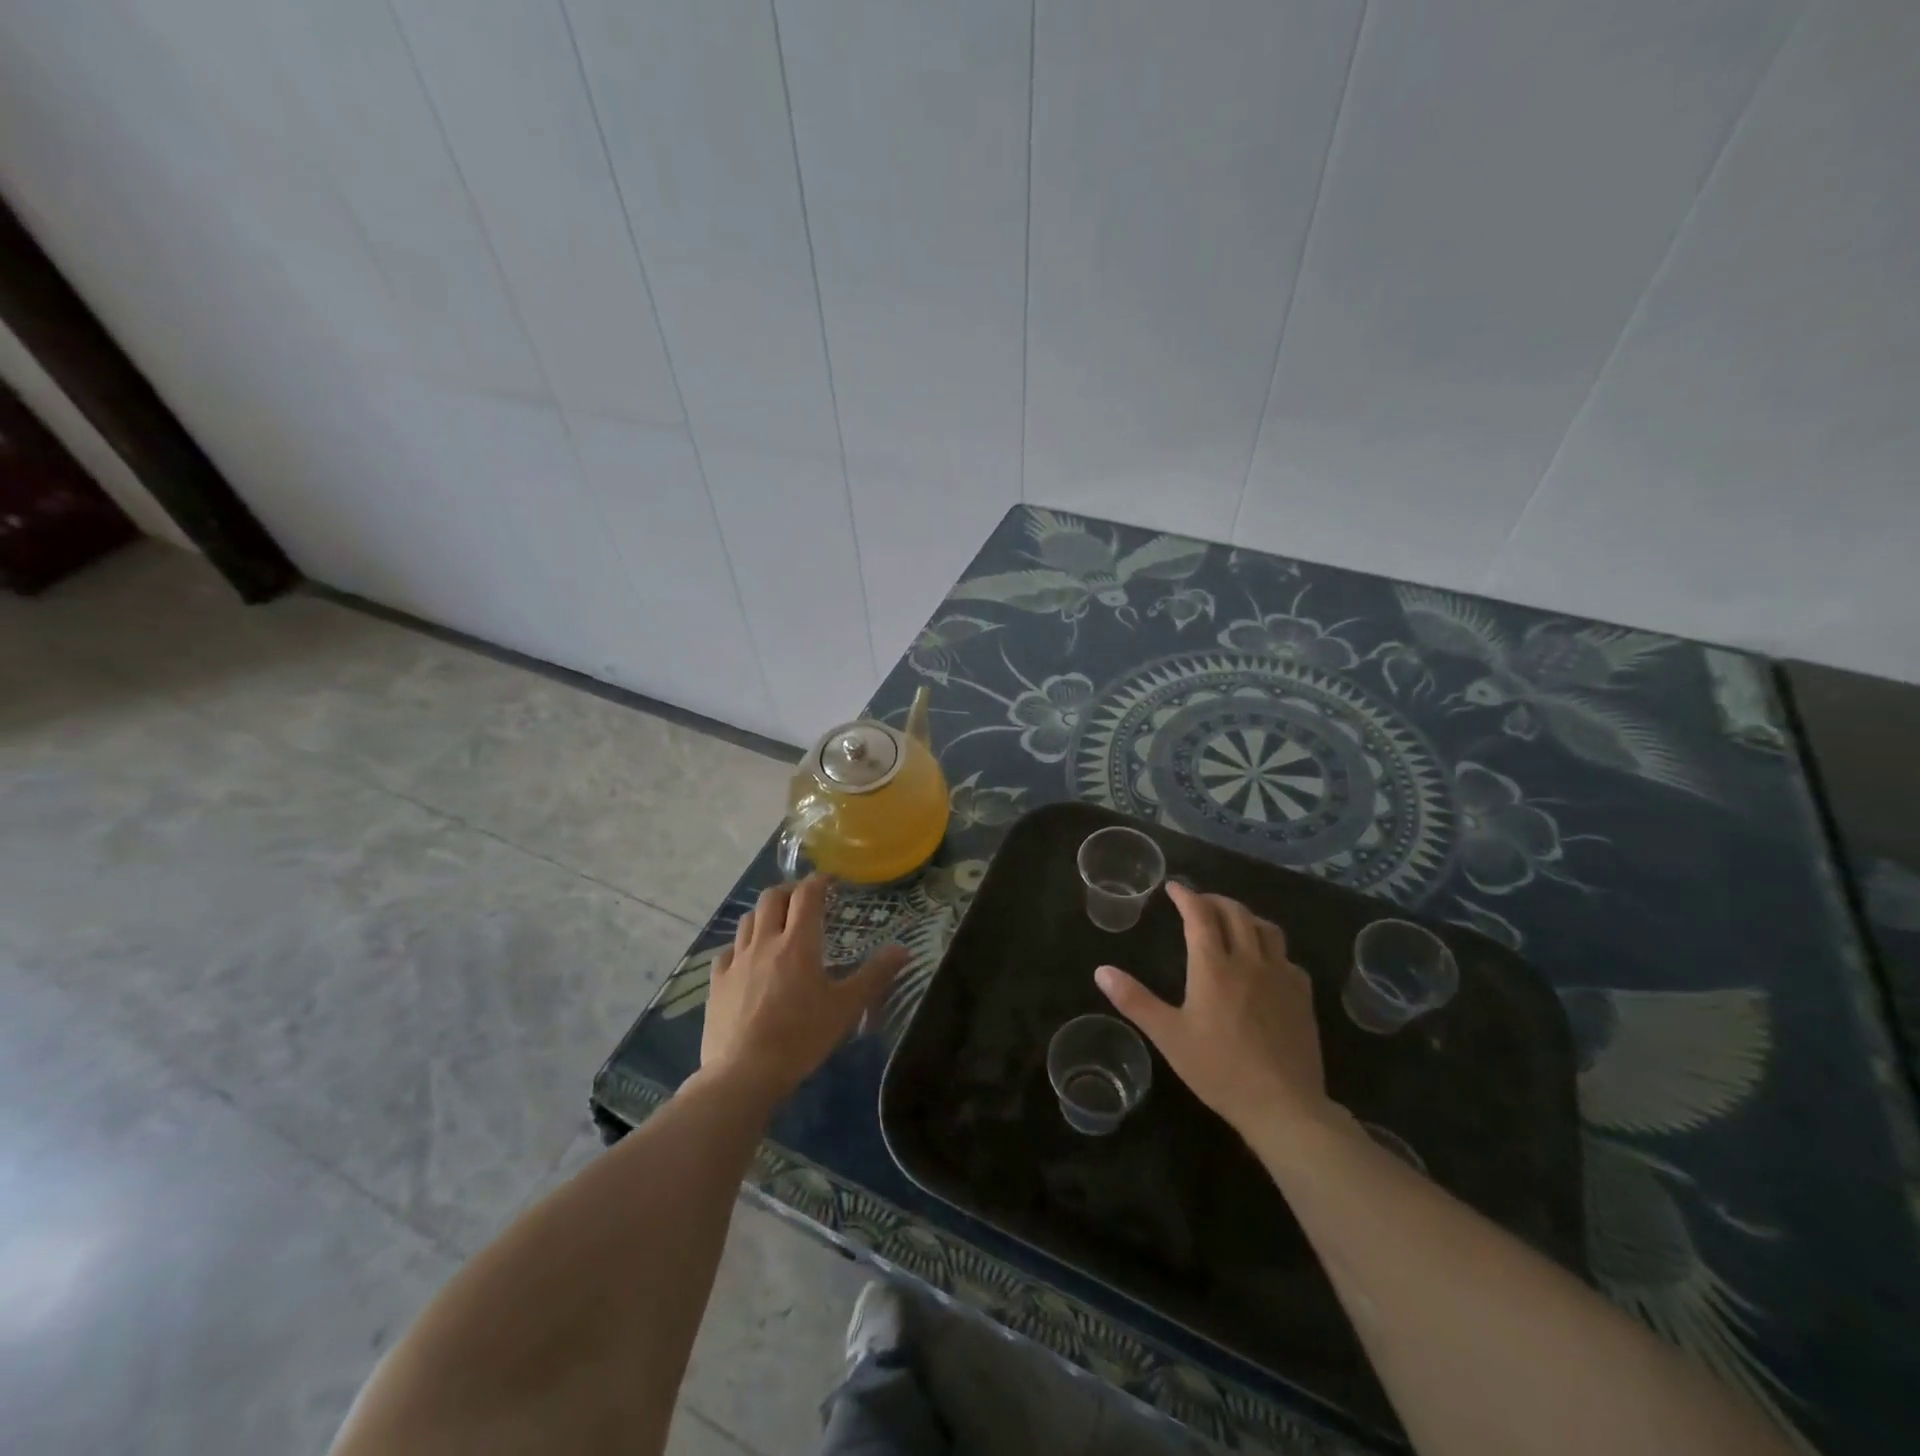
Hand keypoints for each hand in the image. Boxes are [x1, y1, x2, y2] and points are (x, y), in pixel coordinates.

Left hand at [700, 874, 908, 1102]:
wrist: (743, 1073)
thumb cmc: (801, 1037)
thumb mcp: (846, 1008)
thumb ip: (874, 975)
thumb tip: (903, 949)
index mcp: (798, 943)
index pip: (807, 895)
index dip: (818, 881)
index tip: (830, 880)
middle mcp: (765, 942)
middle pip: (772, 897)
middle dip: (789, 891)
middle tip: (804, 901)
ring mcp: (736, 961)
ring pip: (748, 919)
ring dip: (765, 914)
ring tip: (777, 925)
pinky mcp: (717, 982)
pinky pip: (728, 951)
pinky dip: (740, 946)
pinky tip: (747, 961)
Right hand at [1095, 882, 1332, 1141]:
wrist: (1283, 1105)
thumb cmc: (1219, 1069)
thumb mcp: (1168, 1036)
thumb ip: (1134, 1000)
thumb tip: (1101, 971)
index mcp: (1213, 966)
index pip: (1200, 915)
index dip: (1186, 896)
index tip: (1173, 887)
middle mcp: (1249, 961)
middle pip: (1235, 913)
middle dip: (1214, 900)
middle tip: (1199, 902)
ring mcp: (1281, 977)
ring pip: (1266, 928)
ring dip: (1245, 916)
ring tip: (1232, 922)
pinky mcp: (1302, 996)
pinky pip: (1287, 956)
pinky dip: (1270, 946)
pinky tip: (1265, 962)